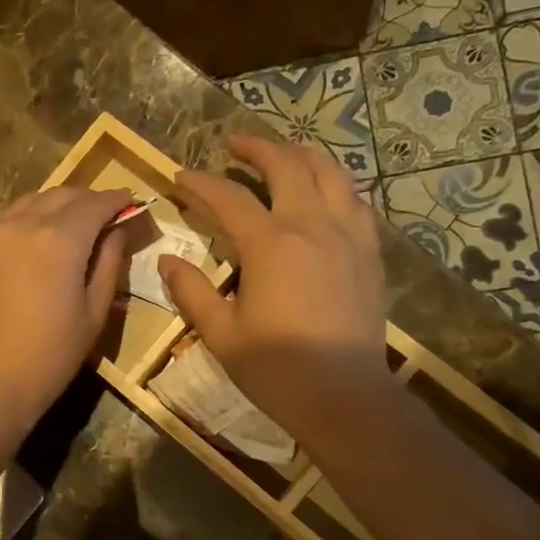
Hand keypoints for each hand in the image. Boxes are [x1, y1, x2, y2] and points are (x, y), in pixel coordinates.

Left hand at [0, 186, 133, 437]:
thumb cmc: (50, 356)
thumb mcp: (93, 314)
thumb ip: (109, 263)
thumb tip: (117, 231)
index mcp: (58, 239)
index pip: (95, 203)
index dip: (118, 200)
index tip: (132, 203)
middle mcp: (22, 224)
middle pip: (63, 194)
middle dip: (88, 200)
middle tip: (107, 216)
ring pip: (32, 201)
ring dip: (58, 205)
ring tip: (73, 225)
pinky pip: (7, 219)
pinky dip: (29, 218)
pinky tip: (38, 239)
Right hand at [160, 137, 393, 445]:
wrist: (345, 396)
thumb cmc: (276, 369)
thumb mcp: (221, 334)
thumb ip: (193, 292)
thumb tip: (169, 260)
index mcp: (271, 245)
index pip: (229, 199)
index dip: (200, 184)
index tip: (179, 176)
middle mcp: (312, 227)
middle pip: (288, 166)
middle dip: (258, 148)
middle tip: (235, 144)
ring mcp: (348, 236)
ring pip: (331, 174)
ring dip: (303, 155)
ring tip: (285, 154)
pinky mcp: (370, 254)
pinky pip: (356, 202)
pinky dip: (335, 185)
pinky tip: (325, 194)